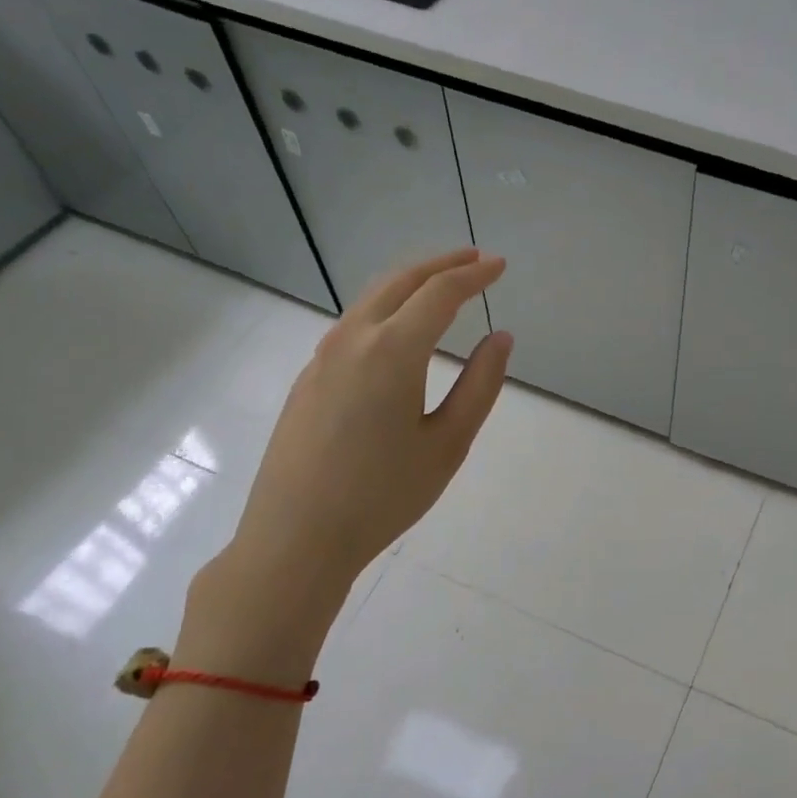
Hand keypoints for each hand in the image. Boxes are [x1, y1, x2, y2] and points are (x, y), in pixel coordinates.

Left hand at [190, 248, 510, 669]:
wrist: (295, 538)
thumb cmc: (383, 496)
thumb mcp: (448, 444)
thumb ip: (480, 386)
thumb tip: (500, 338)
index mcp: (392, 351)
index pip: (440, 294)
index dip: (474, 275)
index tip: (500, 264)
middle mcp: (352, 340)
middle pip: (400, 282)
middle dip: (440, 265)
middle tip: (474, 259)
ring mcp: (322, 357)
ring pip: (371, 300)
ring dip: (410, 283)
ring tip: (441, 286)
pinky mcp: (308, 379)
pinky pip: (353, 325)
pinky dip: (385, 309)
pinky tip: (399, 331)